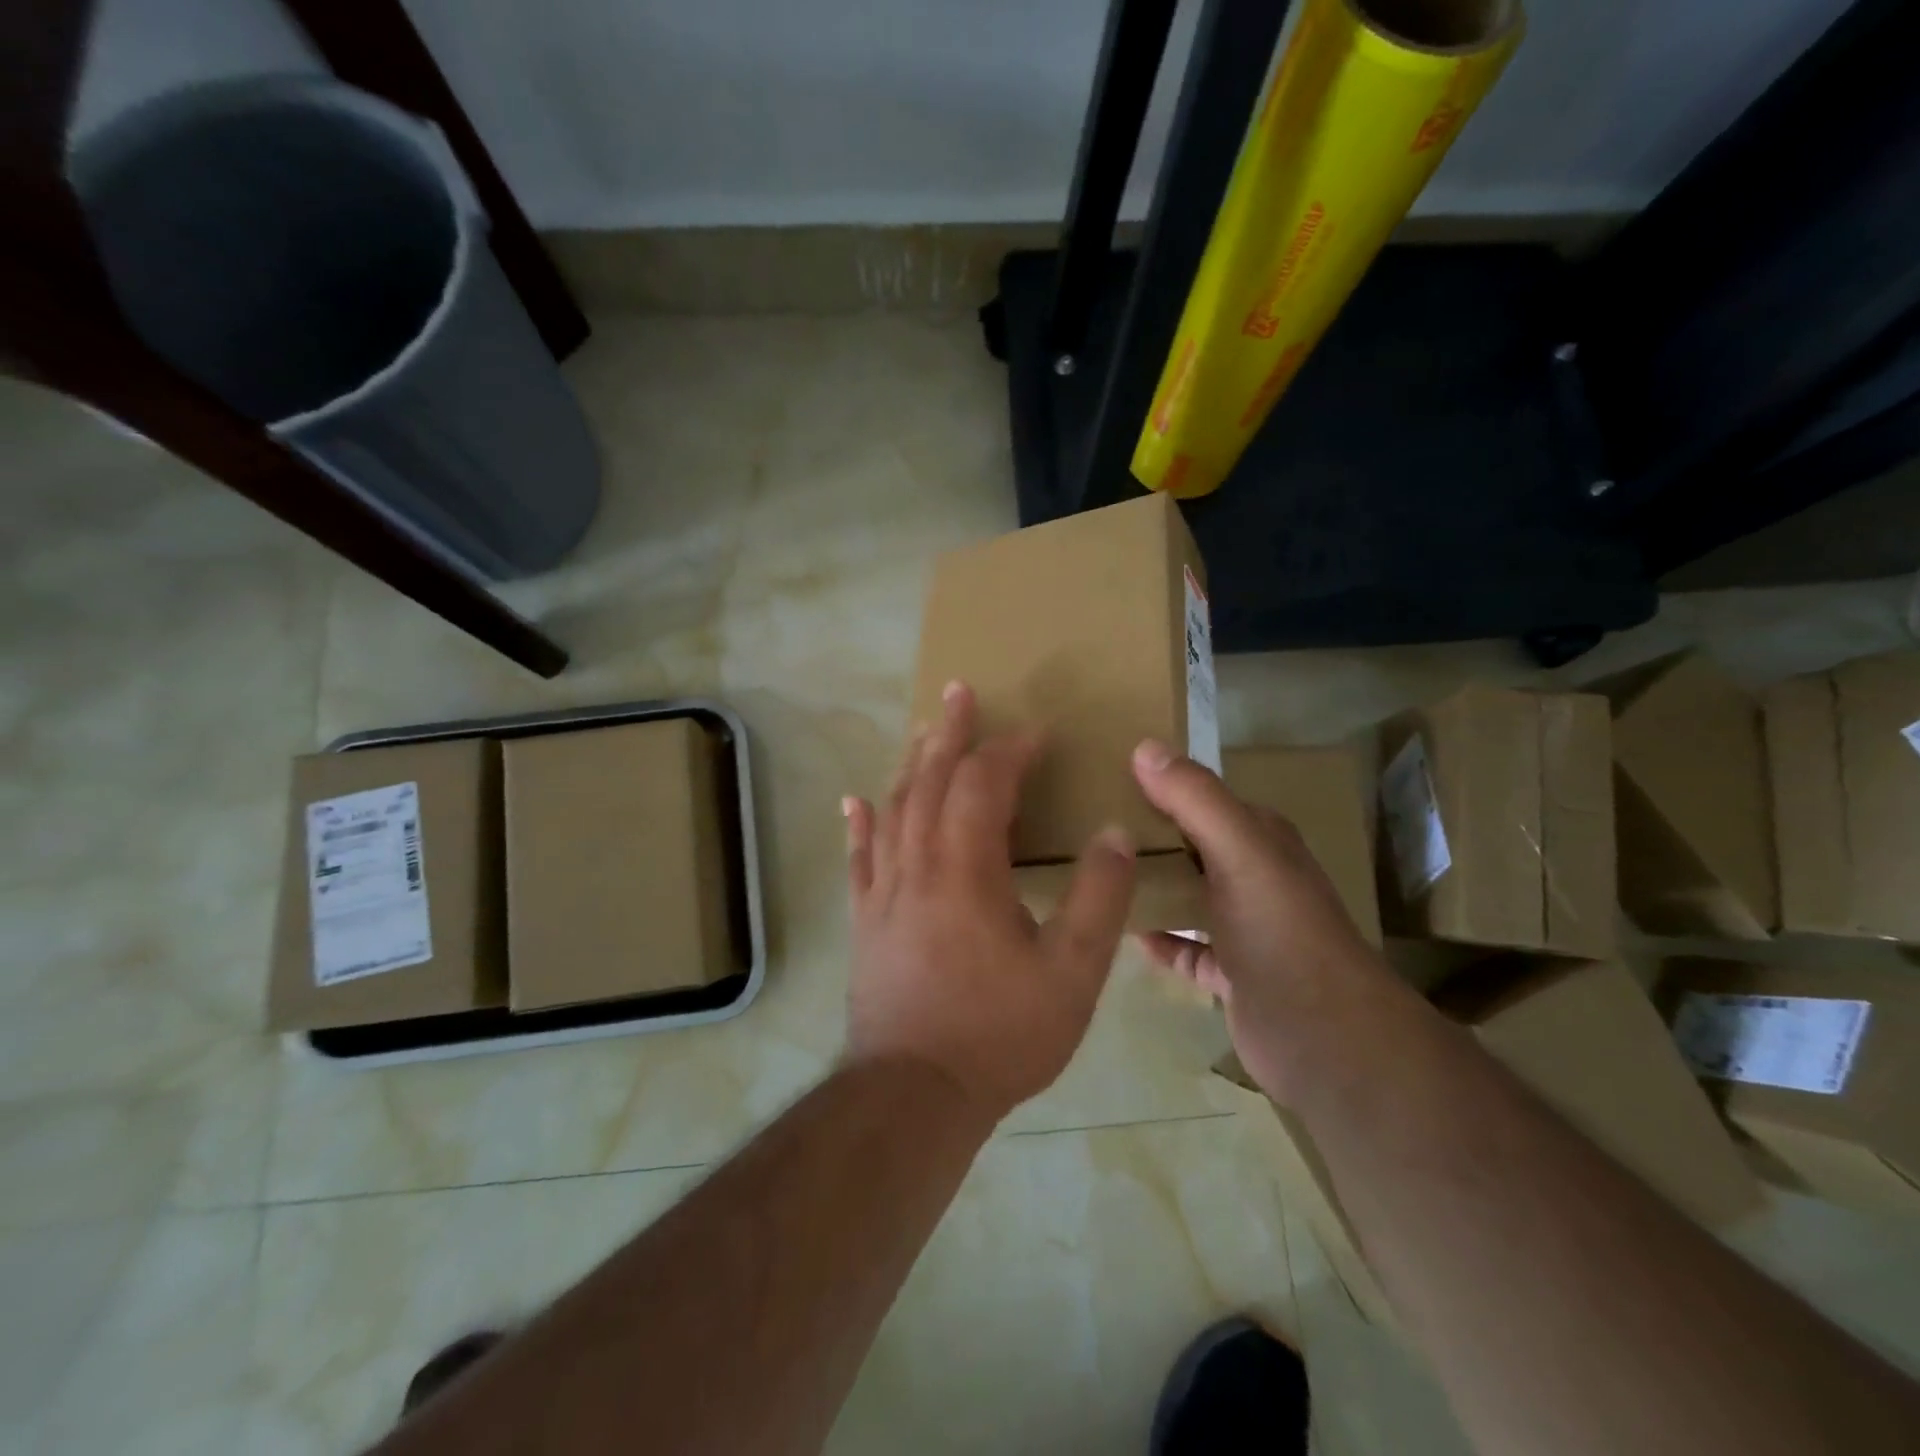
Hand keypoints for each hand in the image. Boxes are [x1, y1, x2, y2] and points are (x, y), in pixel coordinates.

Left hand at [842, 682, 1136, 1121]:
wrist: (913, 1094)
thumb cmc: (999, 1034)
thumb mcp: (1072, 974)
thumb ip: (1098, 899)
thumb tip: (1114, 833)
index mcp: (966, 869)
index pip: (984, 785)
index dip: (1010, 751)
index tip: (1037, 733)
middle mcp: (917, 864)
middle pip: (928, 780)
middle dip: (948, 733)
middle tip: (957, 692)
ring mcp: (883, 891)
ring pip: (893, 809)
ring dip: (910, 764)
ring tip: (922, 732)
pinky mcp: (865, 919)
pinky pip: (860, 857)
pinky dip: (860, 823)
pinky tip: (855, 801)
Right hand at [1129, 740, 1383, 1102]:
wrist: (1326, 1039)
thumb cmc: (1281, 932)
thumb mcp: (1239, 853)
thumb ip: (1196, 799)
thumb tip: (1144, 746)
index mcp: (1260, 839)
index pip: (1202, 798)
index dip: (1159, 785)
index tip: (1103, 780)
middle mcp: (1254, 876)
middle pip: (1191, 846)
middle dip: (1147, 837)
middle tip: (1085, 830)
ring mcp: (1245, 928)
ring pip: (1188, 896)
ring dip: (1152, 887)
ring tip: (1096, 878)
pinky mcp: (1232, 974)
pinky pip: (1186, 948)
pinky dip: (1161, 940)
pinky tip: (1126, 934)